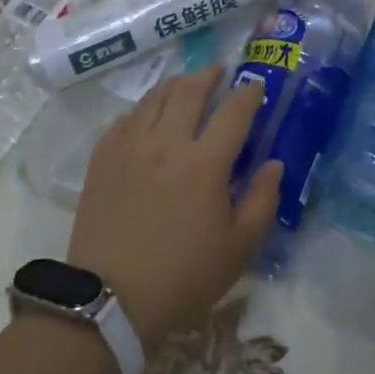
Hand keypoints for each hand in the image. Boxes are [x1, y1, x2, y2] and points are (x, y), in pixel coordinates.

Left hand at [67, 67, 281, 344]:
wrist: (110, 301)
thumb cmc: (184, 276)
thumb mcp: (239, 247)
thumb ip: (262, 200)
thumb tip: (273, 164)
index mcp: (205, 163)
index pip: (234, 112)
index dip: (249, 94)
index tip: (256, 86)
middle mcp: (166, 143)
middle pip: (189, 91)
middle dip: (208, 75)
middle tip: (219, 72)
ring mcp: (129, 148)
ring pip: (153, 99)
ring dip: (175, 85)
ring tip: (185, 85)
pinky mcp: (102, 160)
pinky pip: (124, 120)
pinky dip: (141, 110)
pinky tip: (146, 117)